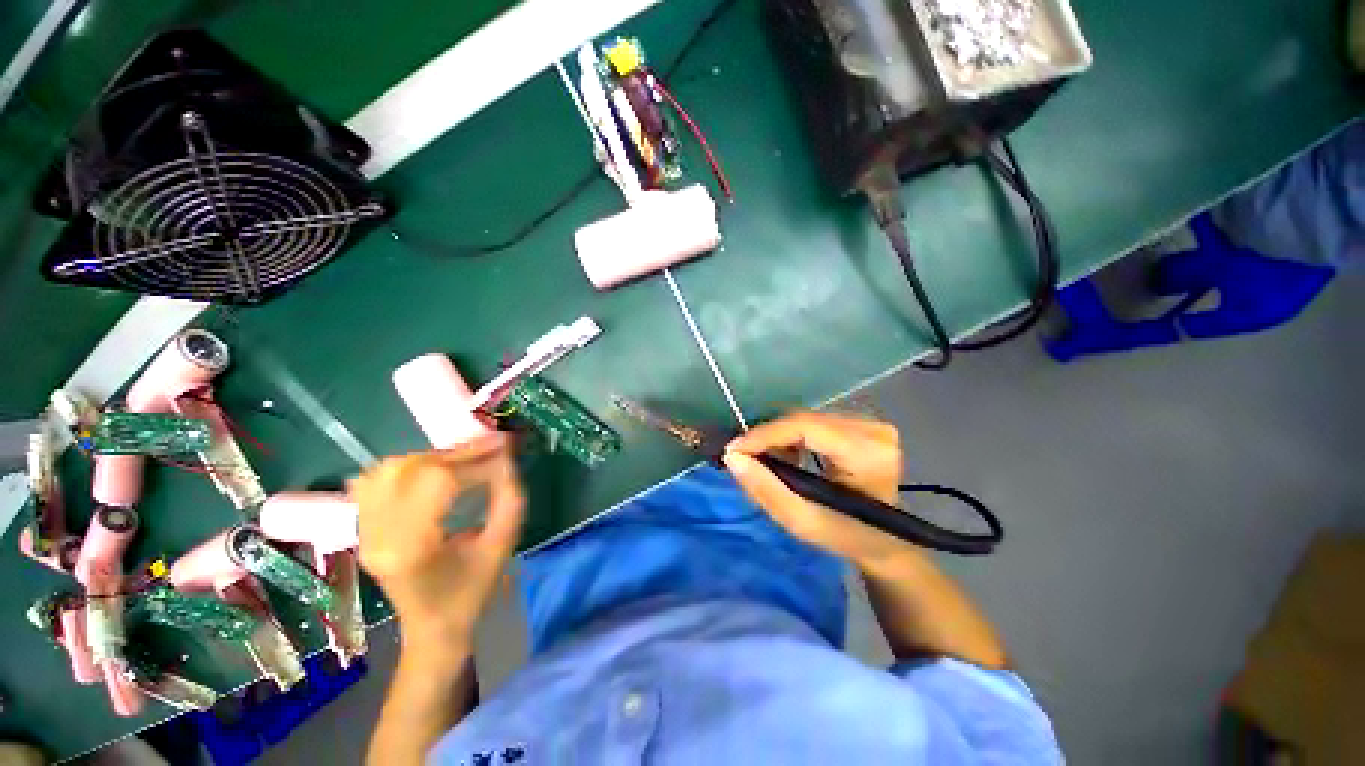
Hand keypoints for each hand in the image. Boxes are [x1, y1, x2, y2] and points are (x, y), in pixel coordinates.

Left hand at [351, 434, 523, 650]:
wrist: (433, 630)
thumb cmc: (472, 592)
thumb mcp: (501, 545)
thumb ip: (509, 498)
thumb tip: (506, 457)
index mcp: (411, 547)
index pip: (440, 481)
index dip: (476, 460)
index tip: (506, 450)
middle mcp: (378, 535)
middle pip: (410, 469)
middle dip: (457, 451)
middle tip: (491, 446)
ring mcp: (365, 532)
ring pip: (389, 470)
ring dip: (432, 456)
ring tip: (464, 458)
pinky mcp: (364, 529)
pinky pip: (375, 482)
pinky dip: (406, 466)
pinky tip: (431, 469)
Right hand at [724, 411, 907, 563]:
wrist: (884, 541)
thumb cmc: (845, 536)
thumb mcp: (802, 521)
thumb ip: (766, 489)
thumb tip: (733, 456)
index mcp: (868, 454)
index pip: (806, 427)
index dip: (766, 434)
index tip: (734, 449)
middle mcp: (874, 430)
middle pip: (804, 420)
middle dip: (769, 437)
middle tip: (744, 458)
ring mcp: (871, 424)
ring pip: (806, 418)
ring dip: (779, 437)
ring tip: (766, 461)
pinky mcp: (863, 423)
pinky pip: (814, 421)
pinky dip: (793, 436)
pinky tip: (789, 455)